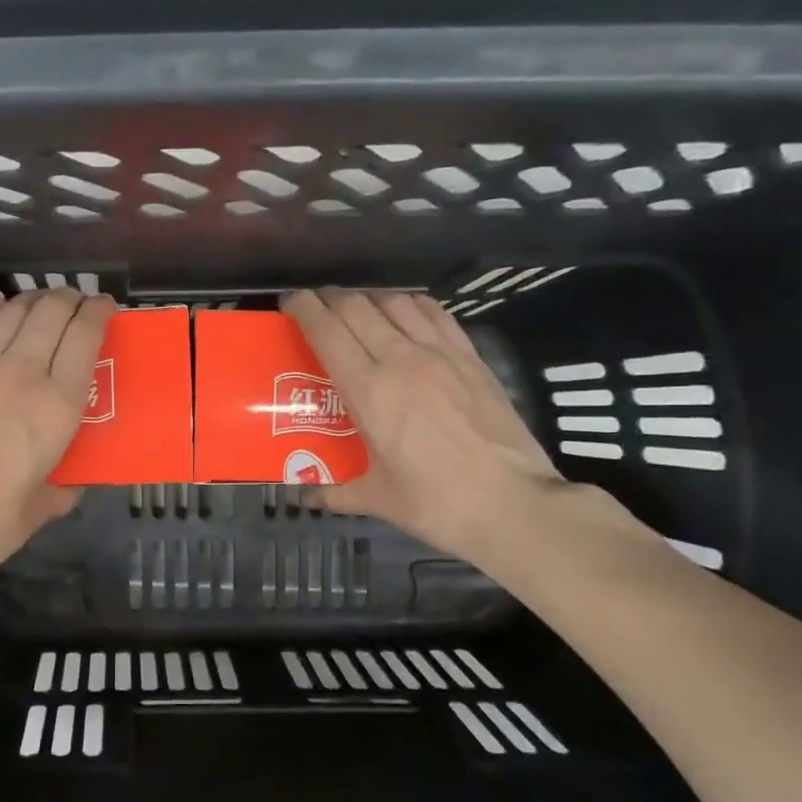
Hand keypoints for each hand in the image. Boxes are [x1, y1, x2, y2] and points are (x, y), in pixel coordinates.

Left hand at [0, 287, 116, 582]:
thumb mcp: (46, 504)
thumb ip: (65, 484)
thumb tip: (68, 480)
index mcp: (58, 404)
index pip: (85, 335)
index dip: (99, 311)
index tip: (104, 307)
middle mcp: (20, 371)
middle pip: (51, 311)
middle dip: (69, 298)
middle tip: (73, 303)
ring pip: (10, 312)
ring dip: (32, 301)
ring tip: (38, 304)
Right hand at [282, 288, 566, 567]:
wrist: (512, 503)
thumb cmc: (435, 503)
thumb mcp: (376, 499)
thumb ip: (336, 492)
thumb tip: (308, 496)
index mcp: (368, 391)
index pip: (326, 330)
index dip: (302, 307)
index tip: (289, 304)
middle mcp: (400, 359)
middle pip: (356, 306)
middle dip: (329, 300)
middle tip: (316, 309)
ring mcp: (441, 354)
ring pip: (395, 301)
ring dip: (369, 298)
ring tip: (358, 310)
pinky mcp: (471, 357)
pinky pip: (435, 313)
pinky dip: (411, 304)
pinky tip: (406, 314)